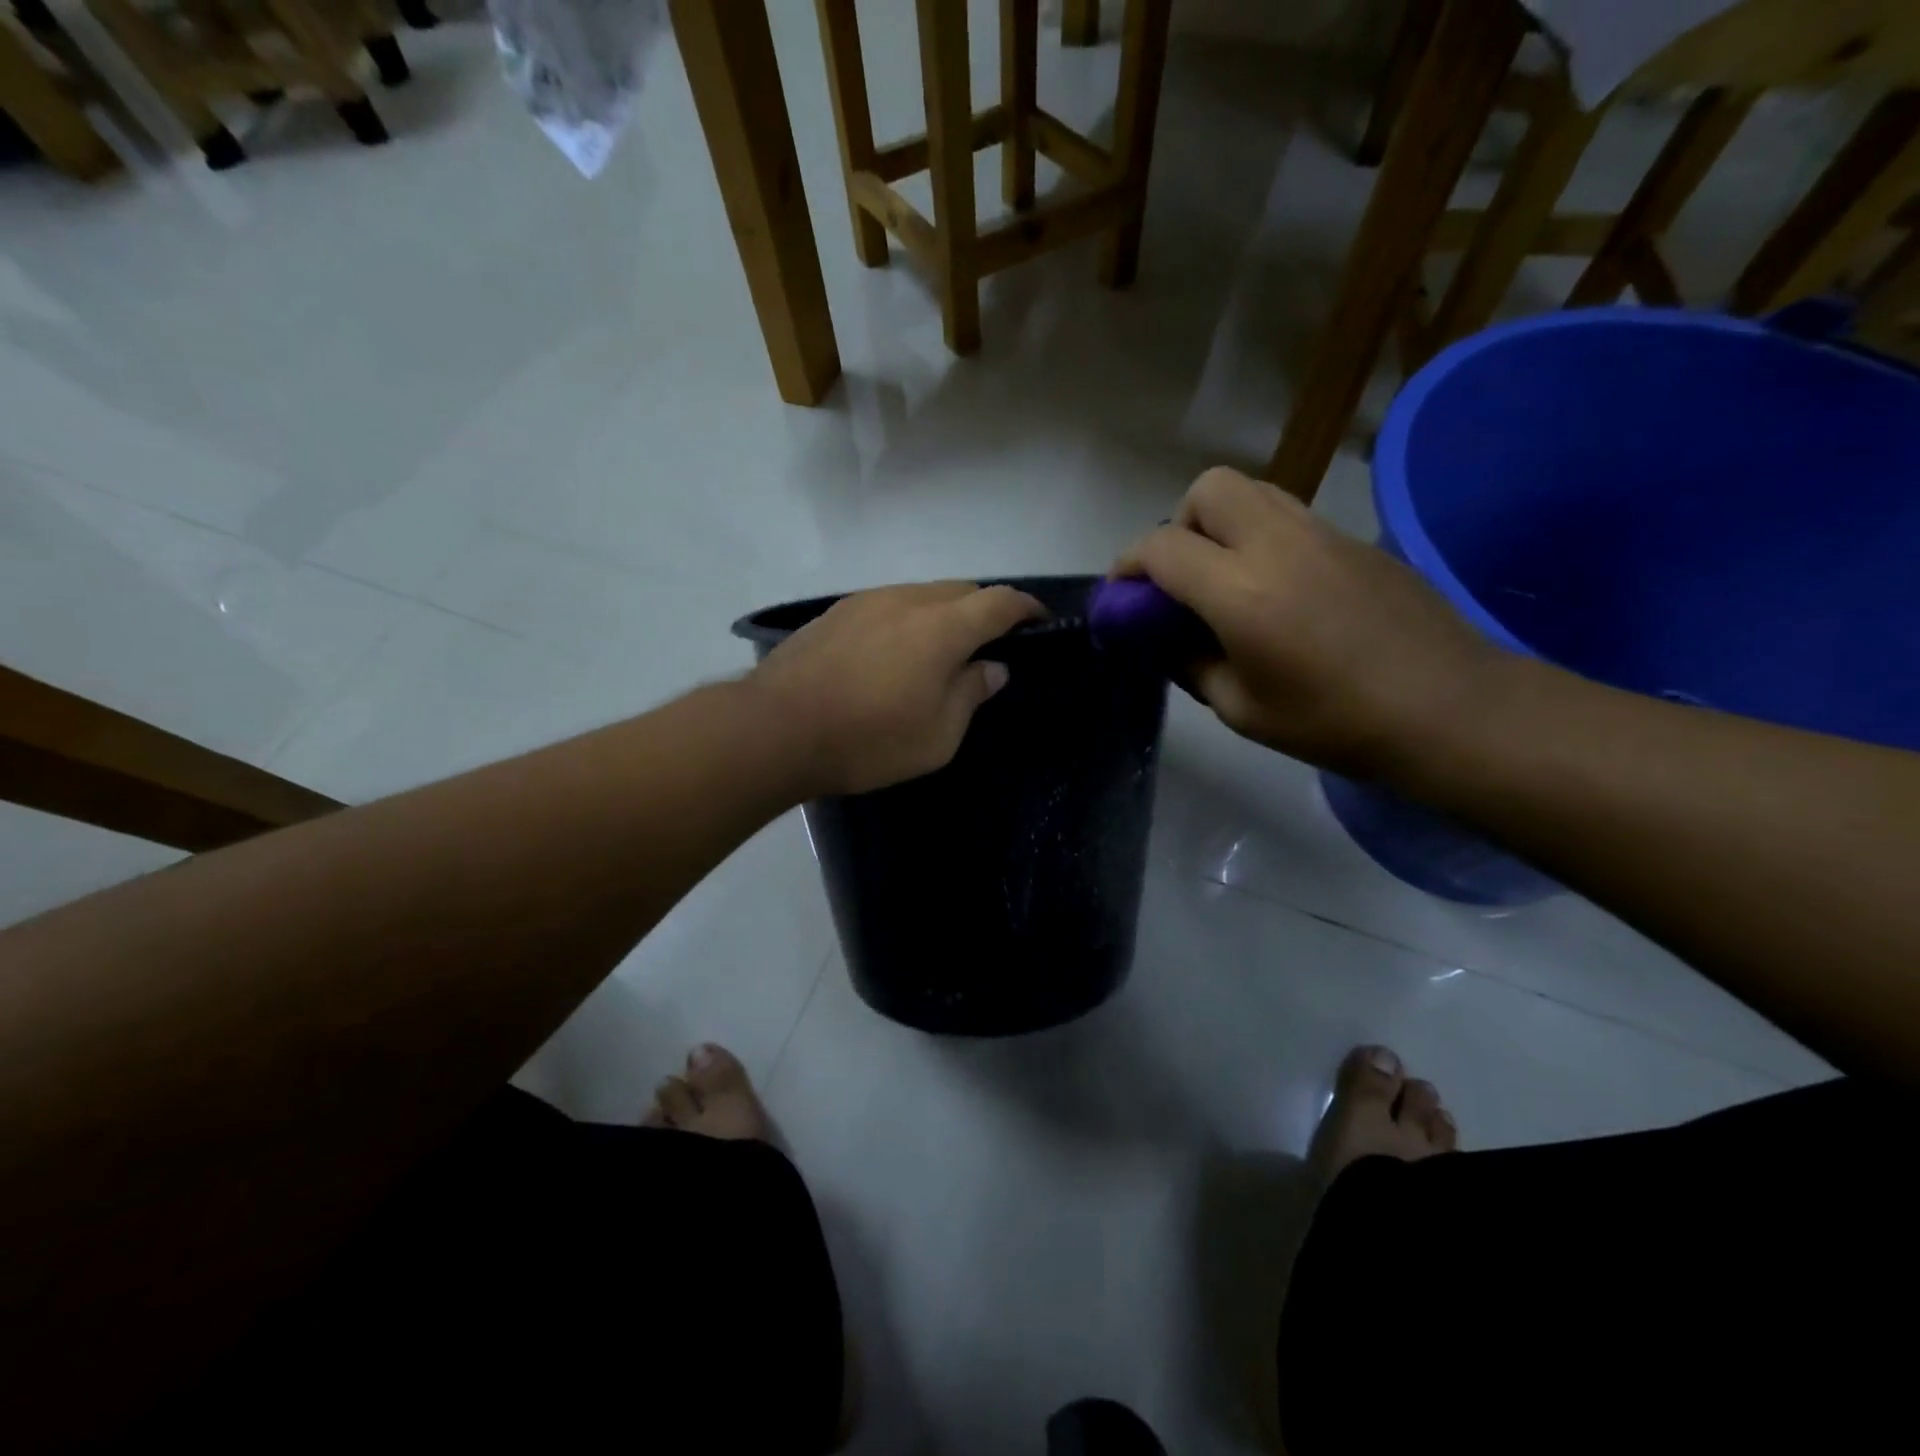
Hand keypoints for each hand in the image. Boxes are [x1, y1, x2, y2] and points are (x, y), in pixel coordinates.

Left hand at [748, 581, 1044, 796]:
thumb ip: (971, 693)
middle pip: (961, 590)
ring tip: (940, 650)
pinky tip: (895, 652)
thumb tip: (993, 667)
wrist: (776, 729)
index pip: (1000, 602)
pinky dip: (907, 619)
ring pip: (922, 593)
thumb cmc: (868, 740)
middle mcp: (908, 599)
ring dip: (943, 613)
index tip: (1038, 621)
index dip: (1025, 608)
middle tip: (989, 644)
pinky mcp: (836, 612)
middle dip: (984, 609)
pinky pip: (889, 604)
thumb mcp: (937, 735)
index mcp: (943, 627)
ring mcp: (867, 600)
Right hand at [1114, 468, 1503, 777]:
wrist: (1450, 708)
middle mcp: (1277, 544)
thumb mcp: (1241, 709)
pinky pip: (1290, 515)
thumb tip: (1169, 640)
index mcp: (1240, 591)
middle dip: (1179, 524)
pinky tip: (1277, 589)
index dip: (1128, 565)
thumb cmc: (1335, 722)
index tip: (1123, 595)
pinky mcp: (1355, 540)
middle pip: (1209, 489)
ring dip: (1222, 523)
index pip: (1162, 547)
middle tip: (1182, 578)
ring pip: (1253, 491)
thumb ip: (1192, 664)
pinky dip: (1262, 536)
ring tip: (1225, 579)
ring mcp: (1322, 533)